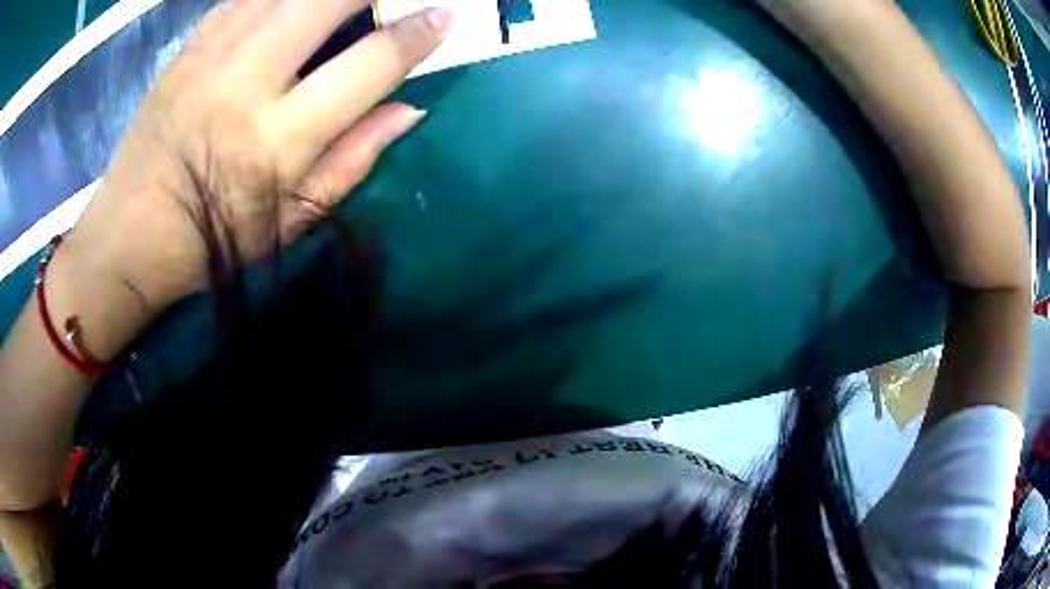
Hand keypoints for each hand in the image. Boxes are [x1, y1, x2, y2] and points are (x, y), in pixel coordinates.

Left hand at [60, 0, 451, 315]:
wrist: (128, 237)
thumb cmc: (211, 241)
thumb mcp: (290, 220)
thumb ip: (354, 159)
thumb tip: (409, 108)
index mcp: (279, 139)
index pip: (370, 64)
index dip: (417, 34)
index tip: (443, 17)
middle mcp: (247, 83)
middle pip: (328, 0)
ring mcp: (212, 57)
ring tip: (339, 6)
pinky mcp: (189, 48)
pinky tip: (288, 8)